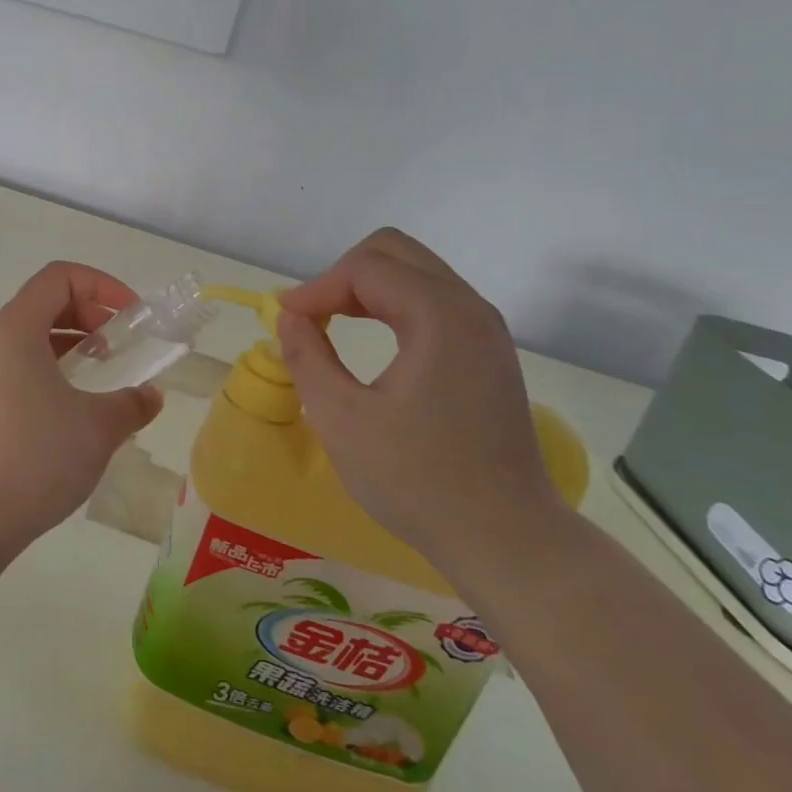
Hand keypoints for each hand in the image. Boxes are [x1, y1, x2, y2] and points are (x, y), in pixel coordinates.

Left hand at [0, 262, 162, 555]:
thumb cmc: (35, 457)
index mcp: (17, 330)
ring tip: (102, 377)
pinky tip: (74, 410)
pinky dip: (52, 372)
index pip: (59, 277)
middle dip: (90, 315)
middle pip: (45, 303)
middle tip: (121, 348)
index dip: (102, 285)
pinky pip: (19, 369)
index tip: (132, 318)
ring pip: (31, 339)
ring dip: (72, 346)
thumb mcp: (97, 428)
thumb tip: (150, 397)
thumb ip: (131, 405)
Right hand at [275, 229, 563, 578]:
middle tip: (311, 315)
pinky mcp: (488, 353)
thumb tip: (291, 317)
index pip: (366, 268)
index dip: (317, 286)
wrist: (506, 538)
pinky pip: (433, 300)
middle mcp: (470, 309)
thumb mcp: (342, 420)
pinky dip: (393, 305)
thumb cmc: (417, 480)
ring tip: (332, 324)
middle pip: (396, 253)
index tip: (285, 319)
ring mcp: (485, 331)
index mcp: (439, 317)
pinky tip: (373, 340)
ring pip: (416, 273)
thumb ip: (308, 357)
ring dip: (368, 288)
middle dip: (343, 275)